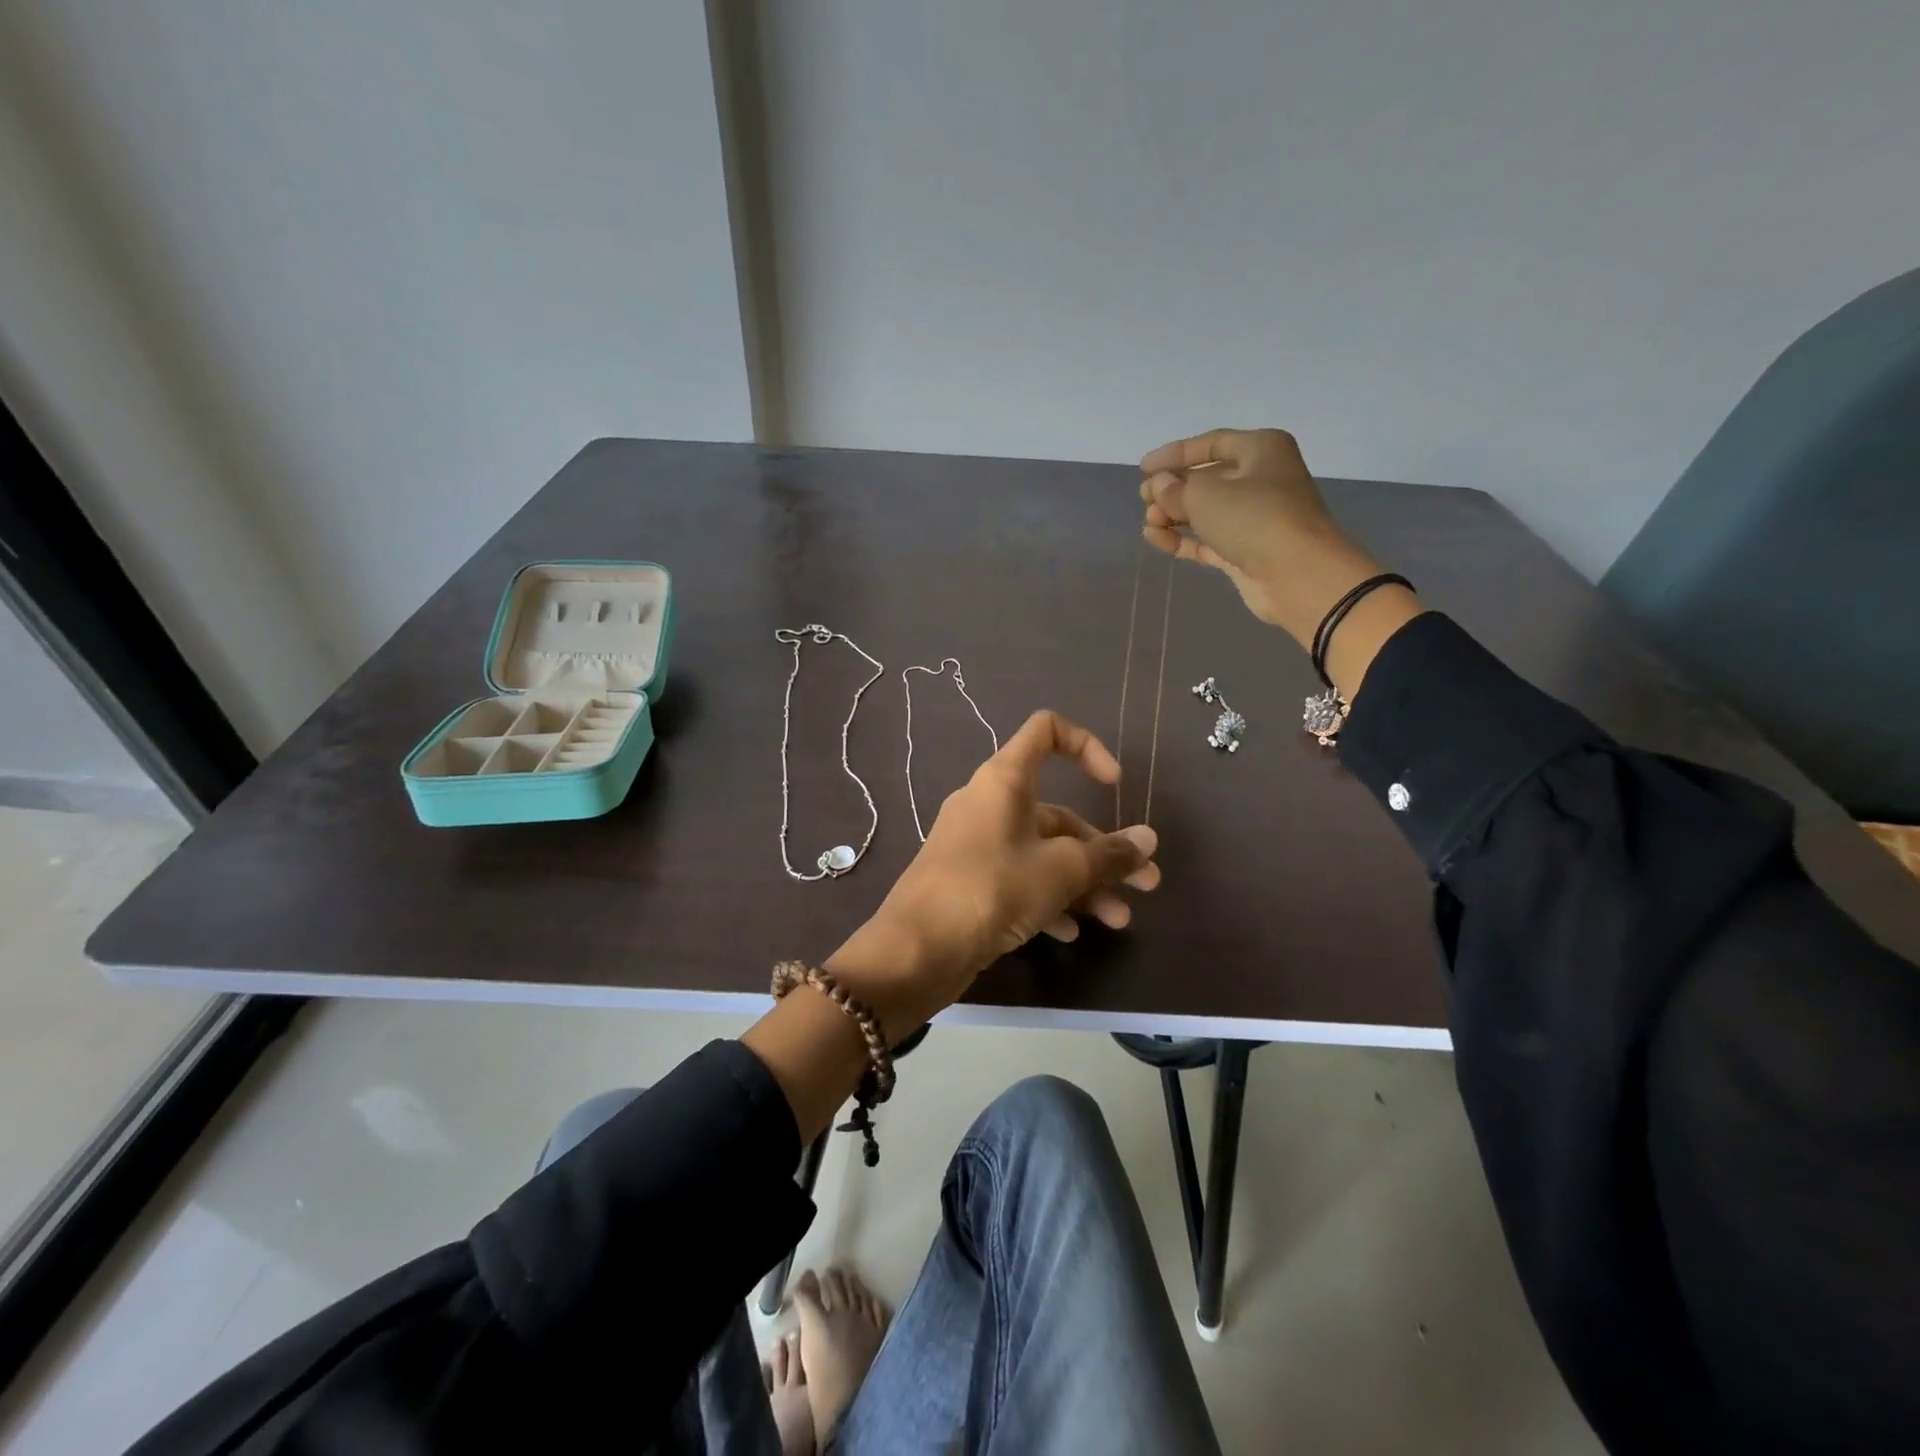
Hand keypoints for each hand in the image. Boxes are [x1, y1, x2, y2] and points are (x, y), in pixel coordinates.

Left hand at [828, 711, 1158, 1033]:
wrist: (916, 949)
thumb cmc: (991, 889)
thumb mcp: (1060, 871)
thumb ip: (1109, 855)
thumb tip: (1149, 840)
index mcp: (1005, 780)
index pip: (1046, 731)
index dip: (1087, 747)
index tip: (1114, 786)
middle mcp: (989, 804)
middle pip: (1056, 813)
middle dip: (1104, 850)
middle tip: (1146, 885)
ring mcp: (977, 845)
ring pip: (1042, 853)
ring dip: (1083, 883)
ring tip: (1119, 920)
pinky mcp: (969, 882)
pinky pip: (1019, 880)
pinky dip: (1047, 900)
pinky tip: (1071, 934)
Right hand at [1140, 428, 1382, 643]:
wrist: (1297, 574)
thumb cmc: (1254, 518)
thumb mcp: (1206, 496)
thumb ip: (1175, 489)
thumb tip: (1159, 485)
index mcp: (1261, 449)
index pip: (1212, 443)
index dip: (1175, 454)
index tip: (1144, 467)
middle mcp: (1261, 478)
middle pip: (1208, 478)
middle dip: (1173, 488)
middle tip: (1144, 498)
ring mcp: (1254, 518)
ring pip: (1206, 511)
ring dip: (1174, 515)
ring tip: (1148, 523)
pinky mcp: (1245, 551)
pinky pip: (1207, 540)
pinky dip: (1183, 539)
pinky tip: (1156, 539)